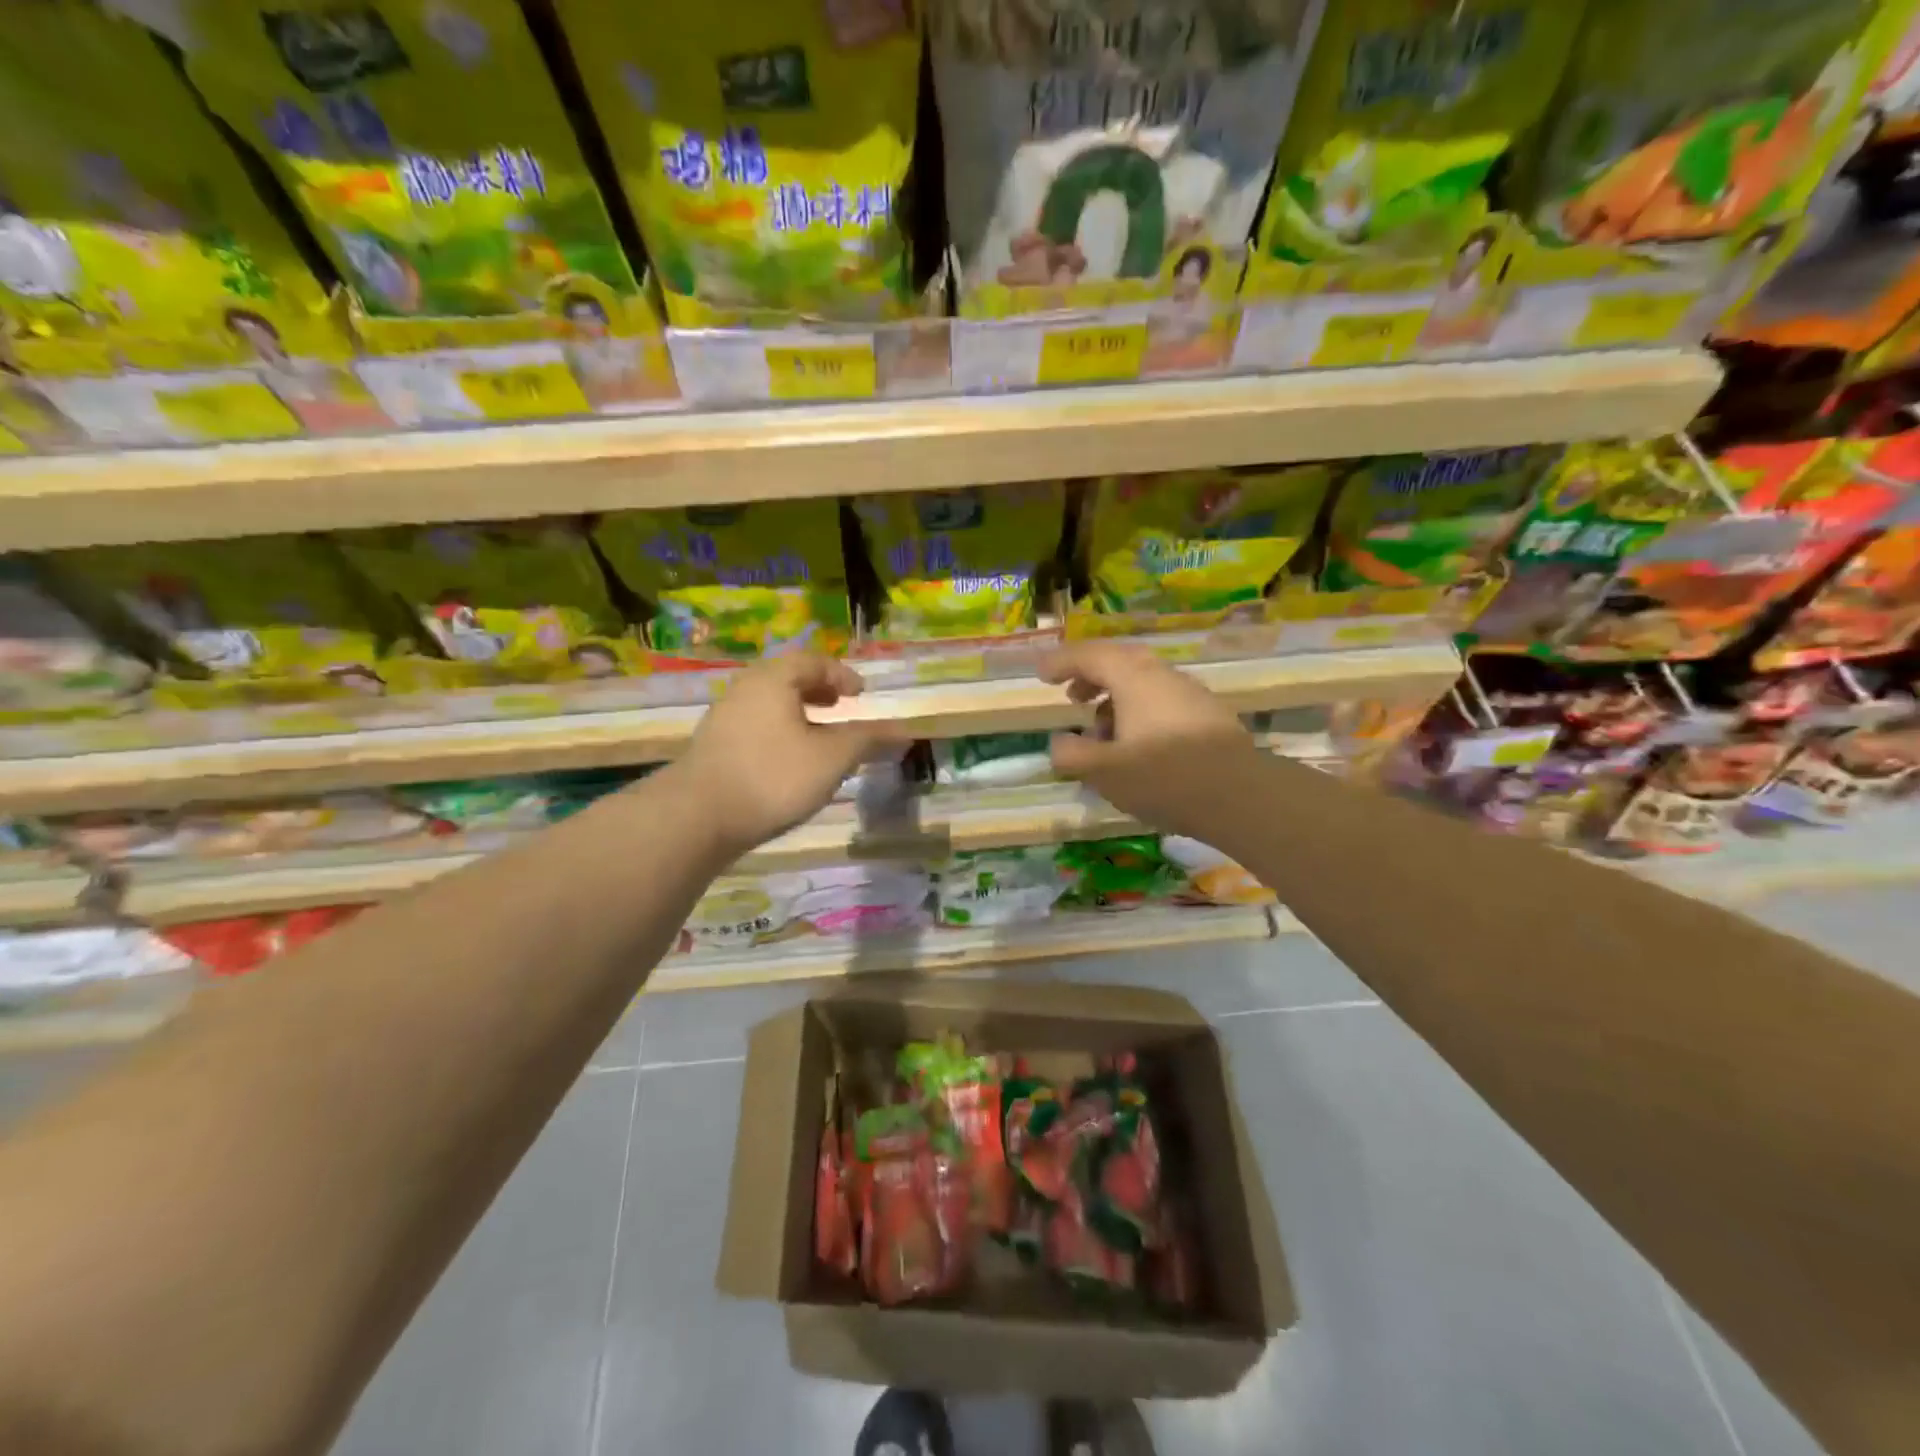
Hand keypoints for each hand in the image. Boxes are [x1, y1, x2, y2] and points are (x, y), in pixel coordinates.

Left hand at [676, 653, 905, 857]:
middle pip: (788, 679)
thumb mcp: (831, 758)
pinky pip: (756, 725)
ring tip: (819, 735)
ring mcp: (724, 717)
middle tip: (840, 707)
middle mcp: (745, 689)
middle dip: (819, 691)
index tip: (861, 694)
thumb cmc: (773, 777)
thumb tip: (903, 731)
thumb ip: (867, 740)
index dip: (842, 675)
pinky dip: (780, 731)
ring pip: (770, 704)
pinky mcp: (714, 746)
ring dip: (799, 713)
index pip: (814, 661)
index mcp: (774, 679)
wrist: (697, 817)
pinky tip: (789, 760)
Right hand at [1041, 643, 1265, 841]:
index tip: (1041, 674)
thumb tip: (1060, 742)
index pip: (1090, 655)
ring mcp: (1190, 694)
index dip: (1062, 661)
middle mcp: (1163, 676)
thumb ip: (1072, 754)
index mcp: (1134, 679)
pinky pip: (1162, 701)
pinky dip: (1138, 712)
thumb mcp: (1104, 772)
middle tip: (1072, 697)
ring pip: (1143, 683)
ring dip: (1115, 699)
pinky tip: (1138, 746)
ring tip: (1101, 732)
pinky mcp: (1208, 716)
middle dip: (1090, 676)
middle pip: (1120, 662)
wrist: (1241, 797)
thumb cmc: (1164, 778)